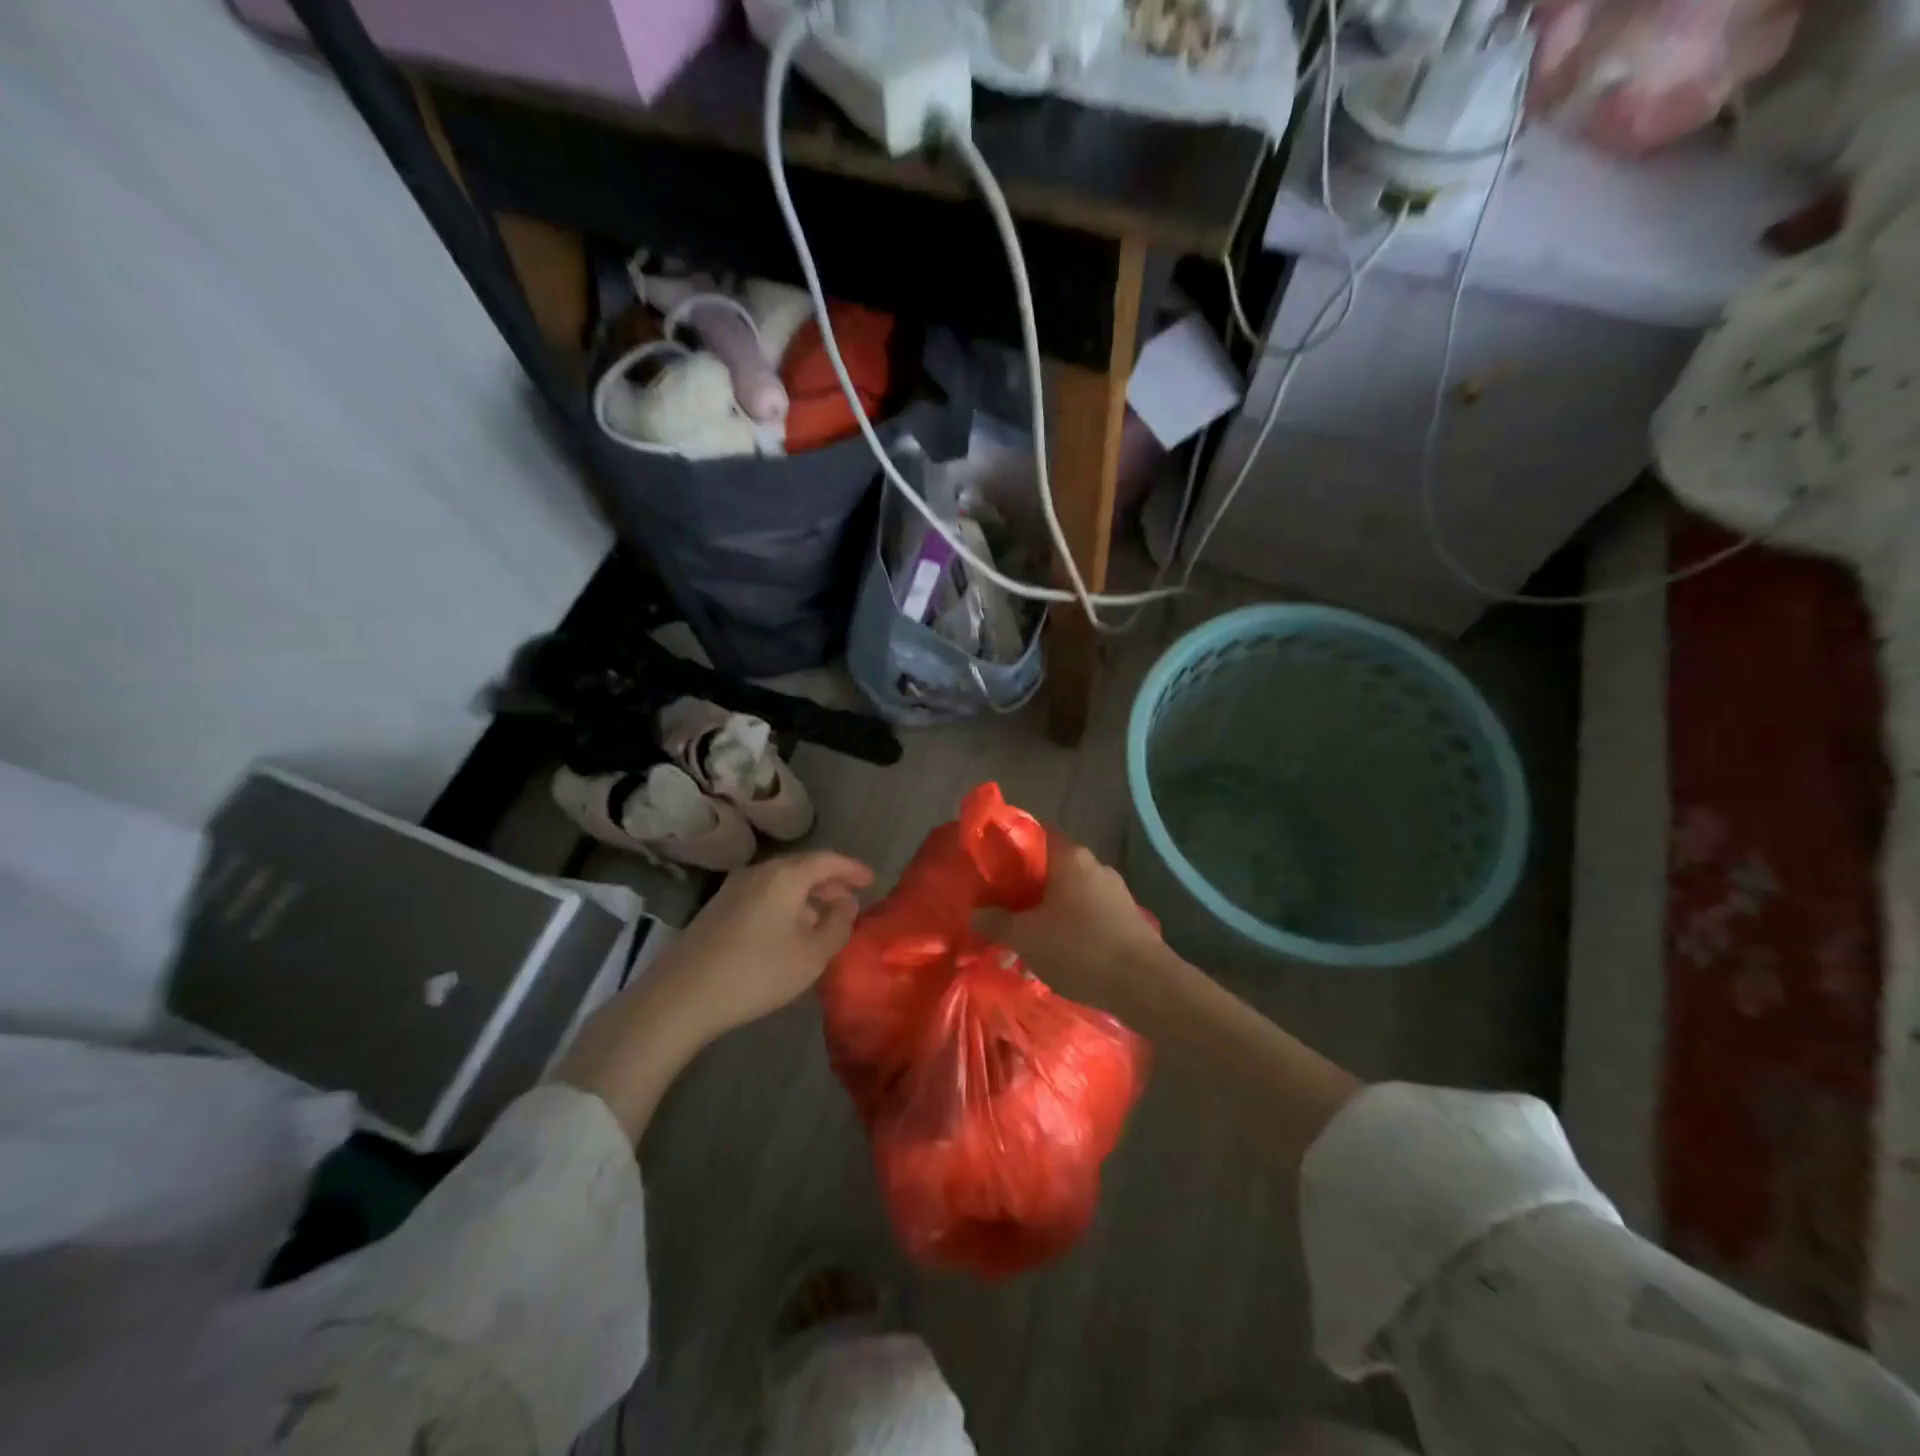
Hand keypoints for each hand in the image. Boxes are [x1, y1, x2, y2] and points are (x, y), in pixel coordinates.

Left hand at [653, 850, 874, 1042]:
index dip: (853, 869)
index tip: (872, 880)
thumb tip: (846, 905)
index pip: (828, 860)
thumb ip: (838, 926)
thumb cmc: (757, 972)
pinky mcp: (718, 908)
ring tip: (825, 919)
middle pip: (803, 868)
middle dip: (831, 883)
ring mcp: (734, 888)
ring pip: (782, 882)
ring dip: (808, 896)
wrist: (681, 996)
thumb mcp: (811, 955)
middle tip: (852, 901)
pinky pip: (765, 895)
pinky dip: (787, 904)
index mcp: (786, 875)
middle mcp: (760, 872)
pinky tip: (791, 930)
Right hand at [974, 836, 1162, 1008]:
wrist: (1146, 985)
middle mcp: (1095, 866)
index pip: (1035, 836)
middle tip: (1002, 909)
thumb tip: (975, 913)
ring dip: (1048, 912)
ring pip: (1069, 894)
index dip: (1011, 850)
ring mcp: (1115, 892)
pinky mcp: (1127, 918)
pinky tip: (1057, 953)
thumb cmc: (1080, 949)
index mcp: (1070, 857)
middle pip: (1051, 868)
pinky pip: (1088, 914)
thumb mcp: (1027, 938)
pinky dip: (1069, 927)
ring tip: (1026, 939)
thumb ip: (997, 923)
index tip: (991, 869)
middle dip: (1026, 889)